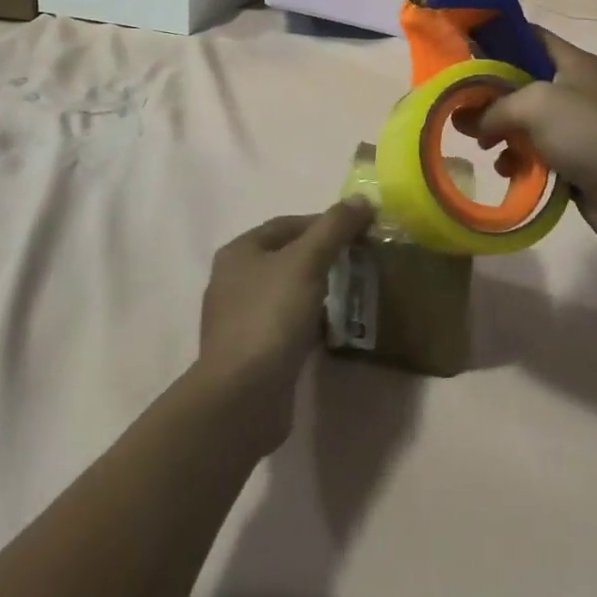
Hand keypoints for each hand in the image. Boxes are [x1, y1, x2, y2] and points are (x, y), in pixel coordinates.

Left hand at [197, 201, 373, 453]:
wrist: (242, 397)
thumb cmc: (271, 316)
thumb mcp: (307, 261)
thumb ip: (335, 226)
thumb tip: (362, 198)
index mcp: (239, 252)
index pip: (288, 224)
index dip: (325, 223)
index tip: (359, 231)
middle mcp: (233, 281)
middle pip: (287, 256)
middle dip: (323, 255)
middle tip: (360, 259)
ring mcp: (240, 319)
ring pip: (287, 291)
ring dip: (317, 289)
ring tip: (351, 291)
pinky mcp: (251, 352)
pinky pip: (285, 324)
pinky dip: (308, 320)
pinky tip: (330, 327)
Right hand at [471, 29, 596, 258]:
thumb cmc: (588, 132)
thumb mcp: (535, 105)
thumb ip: (495, 107)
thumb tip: (466, 121)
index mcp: (572, 62)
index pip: (530, 36)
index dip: (498, 37)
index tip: (462, 49)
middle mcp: (574, 89)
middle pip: (522, 82)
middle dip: (490, 94)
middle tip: (459, 106)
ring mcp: (575, 127)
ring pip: (526, 122)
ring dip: (502, 132)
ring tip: (481, 144)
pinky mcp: (574, 161)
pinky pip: (536, 154)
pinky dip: (519, 160)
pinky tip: (506, 170)